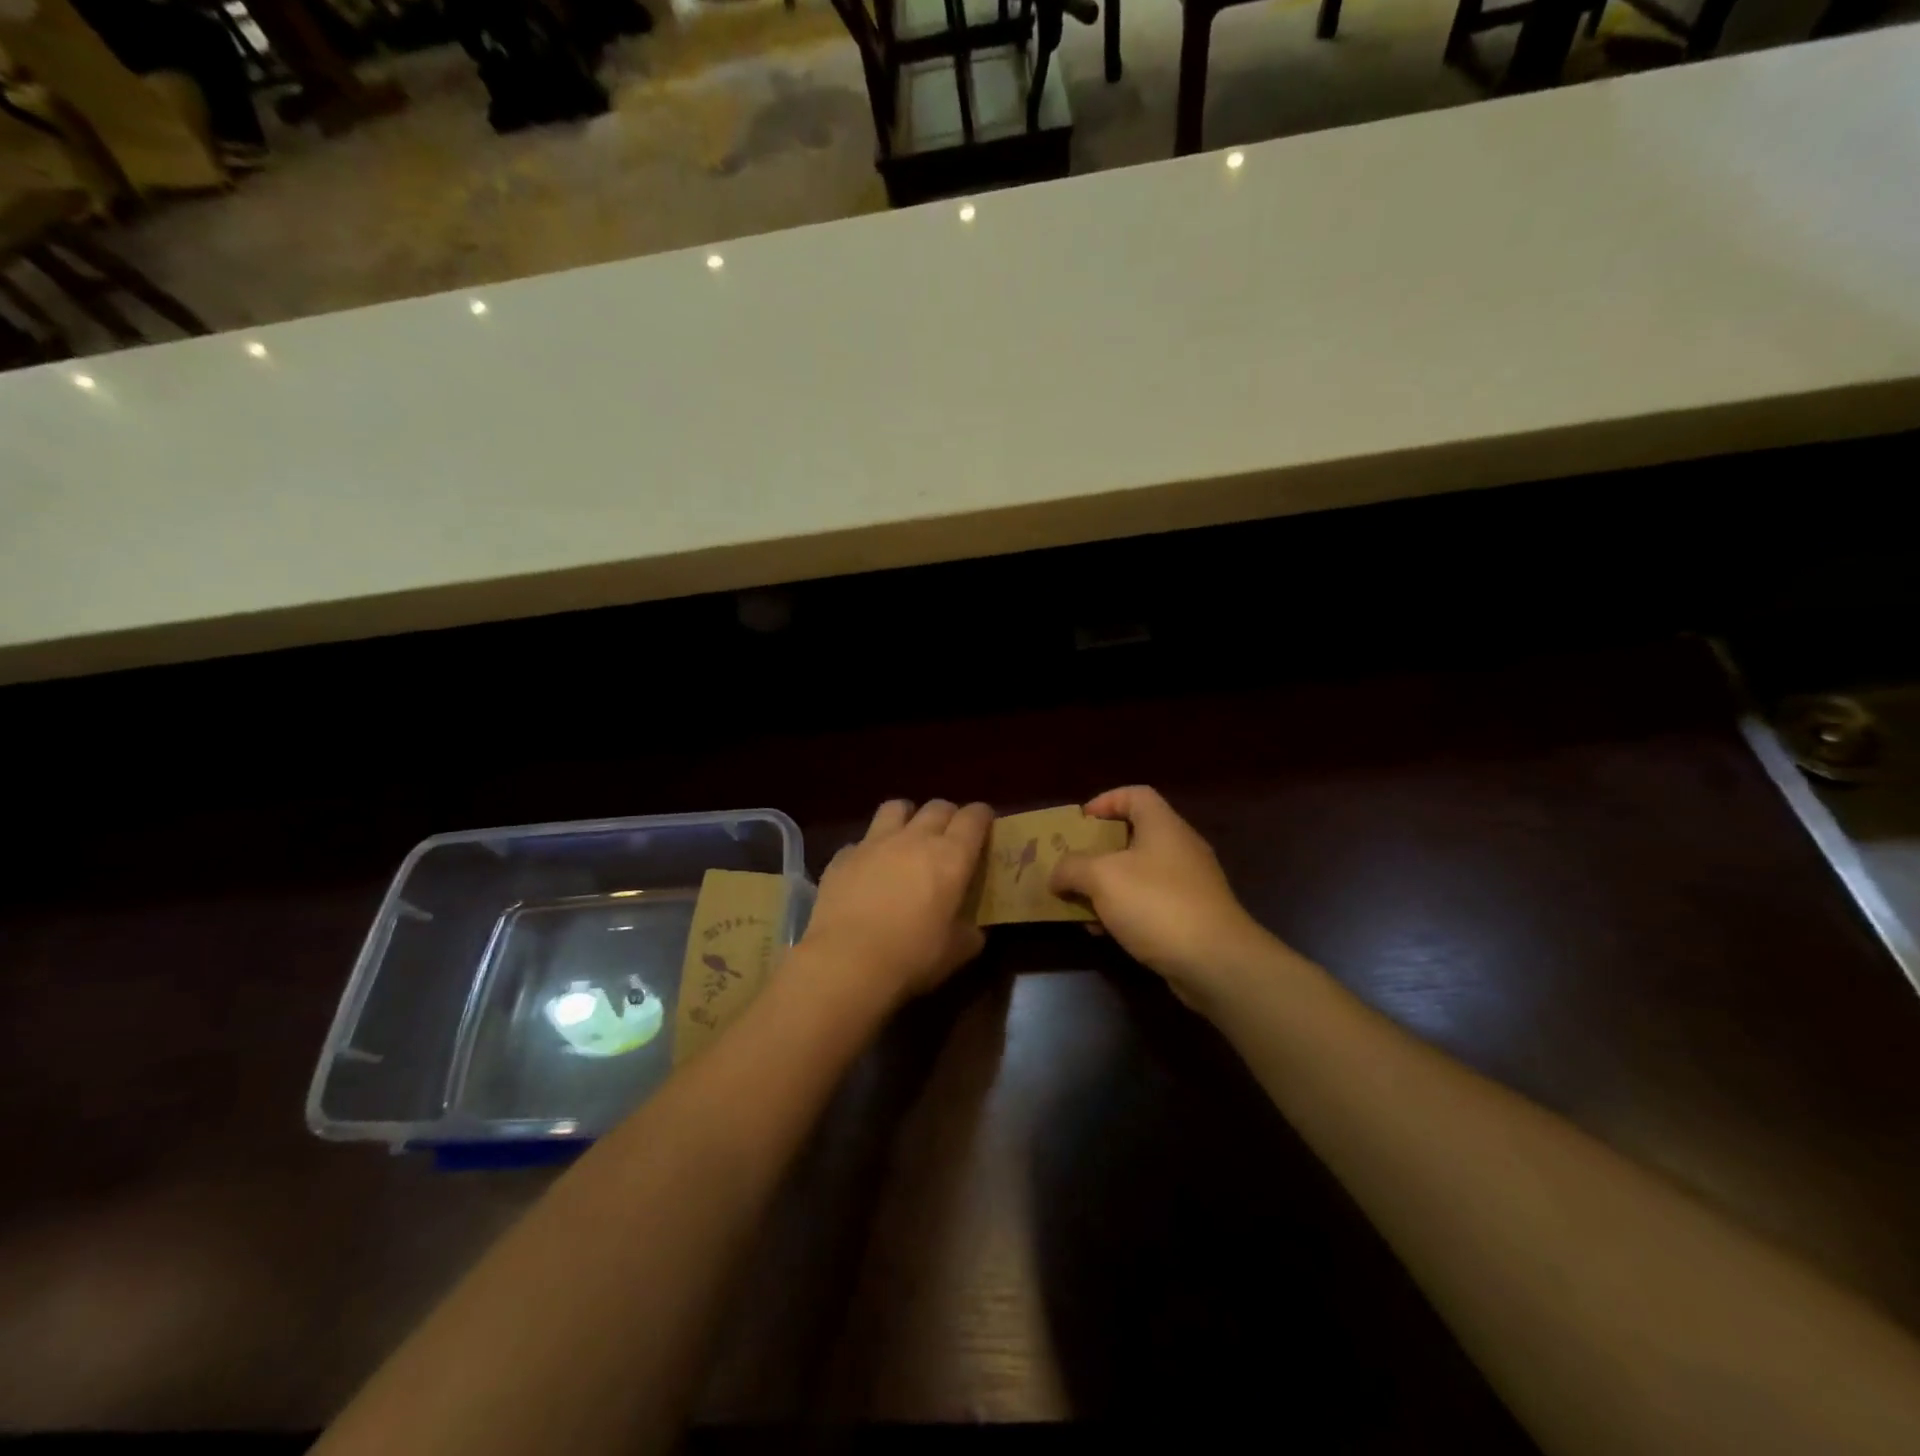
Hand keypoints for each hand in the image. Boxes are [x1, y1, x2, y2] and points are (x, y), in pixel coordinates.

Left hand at [799, 799, 992, 1007]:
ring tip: (907, 838)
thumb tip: (973, 929)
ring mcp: (875, 843)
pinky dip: (868, 851)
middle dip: (948, 816)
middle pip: (938, 807)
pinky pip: (861, 841)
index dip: (982, 817)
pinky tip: (867, 871)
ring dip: (907, 817)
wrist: (847, 961)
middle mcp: (914, 838)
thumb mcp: (956, 951)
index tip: (985, 826)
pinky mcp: (842, 856)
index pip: (974, 817)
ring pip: (896, 807)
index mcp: (951, 857)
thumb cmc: (912, 956)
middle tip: (949, 837)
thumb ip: (969, 932)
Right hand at [1050, 786, 1283, 1009]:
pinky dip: (1126, 911)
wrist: (1216, 962)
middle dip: (1099, 851)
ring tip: (1081, 904)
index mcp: (1163, 826)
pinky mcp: (1193, 916)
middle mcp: (1180, 848)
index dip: (1105, 801)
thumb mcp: (1101, 878)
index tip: (1080, 822)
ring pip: (1140, 874)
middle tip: (1073, 864)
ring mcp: (1191, 884)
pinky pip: (1151, 903)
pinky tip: (1106, 933)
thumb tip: (1056, 874)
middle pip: (1135, 836)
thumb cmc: (1157, 904)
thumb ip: (1072, 868)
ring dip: (1108, 886)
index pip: (1135, 794)